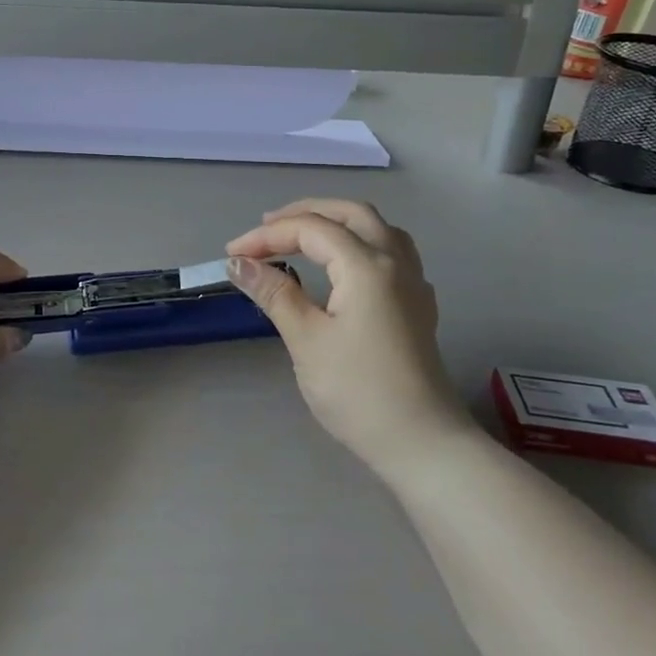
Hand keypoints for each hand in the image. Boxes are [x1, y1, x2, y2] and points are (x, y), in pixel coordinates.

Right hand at [226, 199, 473, 474]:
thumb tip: (239, 264)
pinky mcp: (418, 304)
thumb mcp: (307, 340)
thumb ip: (274, 293)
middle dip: (305, 213)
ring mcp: (413, 281)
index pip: (310, 229)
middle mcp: (395, 261)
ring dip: (337, 221)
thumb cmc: (359, 391)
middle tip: (267, 228)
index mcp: (367, 265)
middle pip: (350, 213)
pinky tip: (345, 266)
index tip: (233, 255)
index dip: (267, 236)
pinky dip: (360, 242)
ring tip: (303, 235)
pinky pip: (391, 250)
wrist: (422, 443)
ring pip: (376, 227)